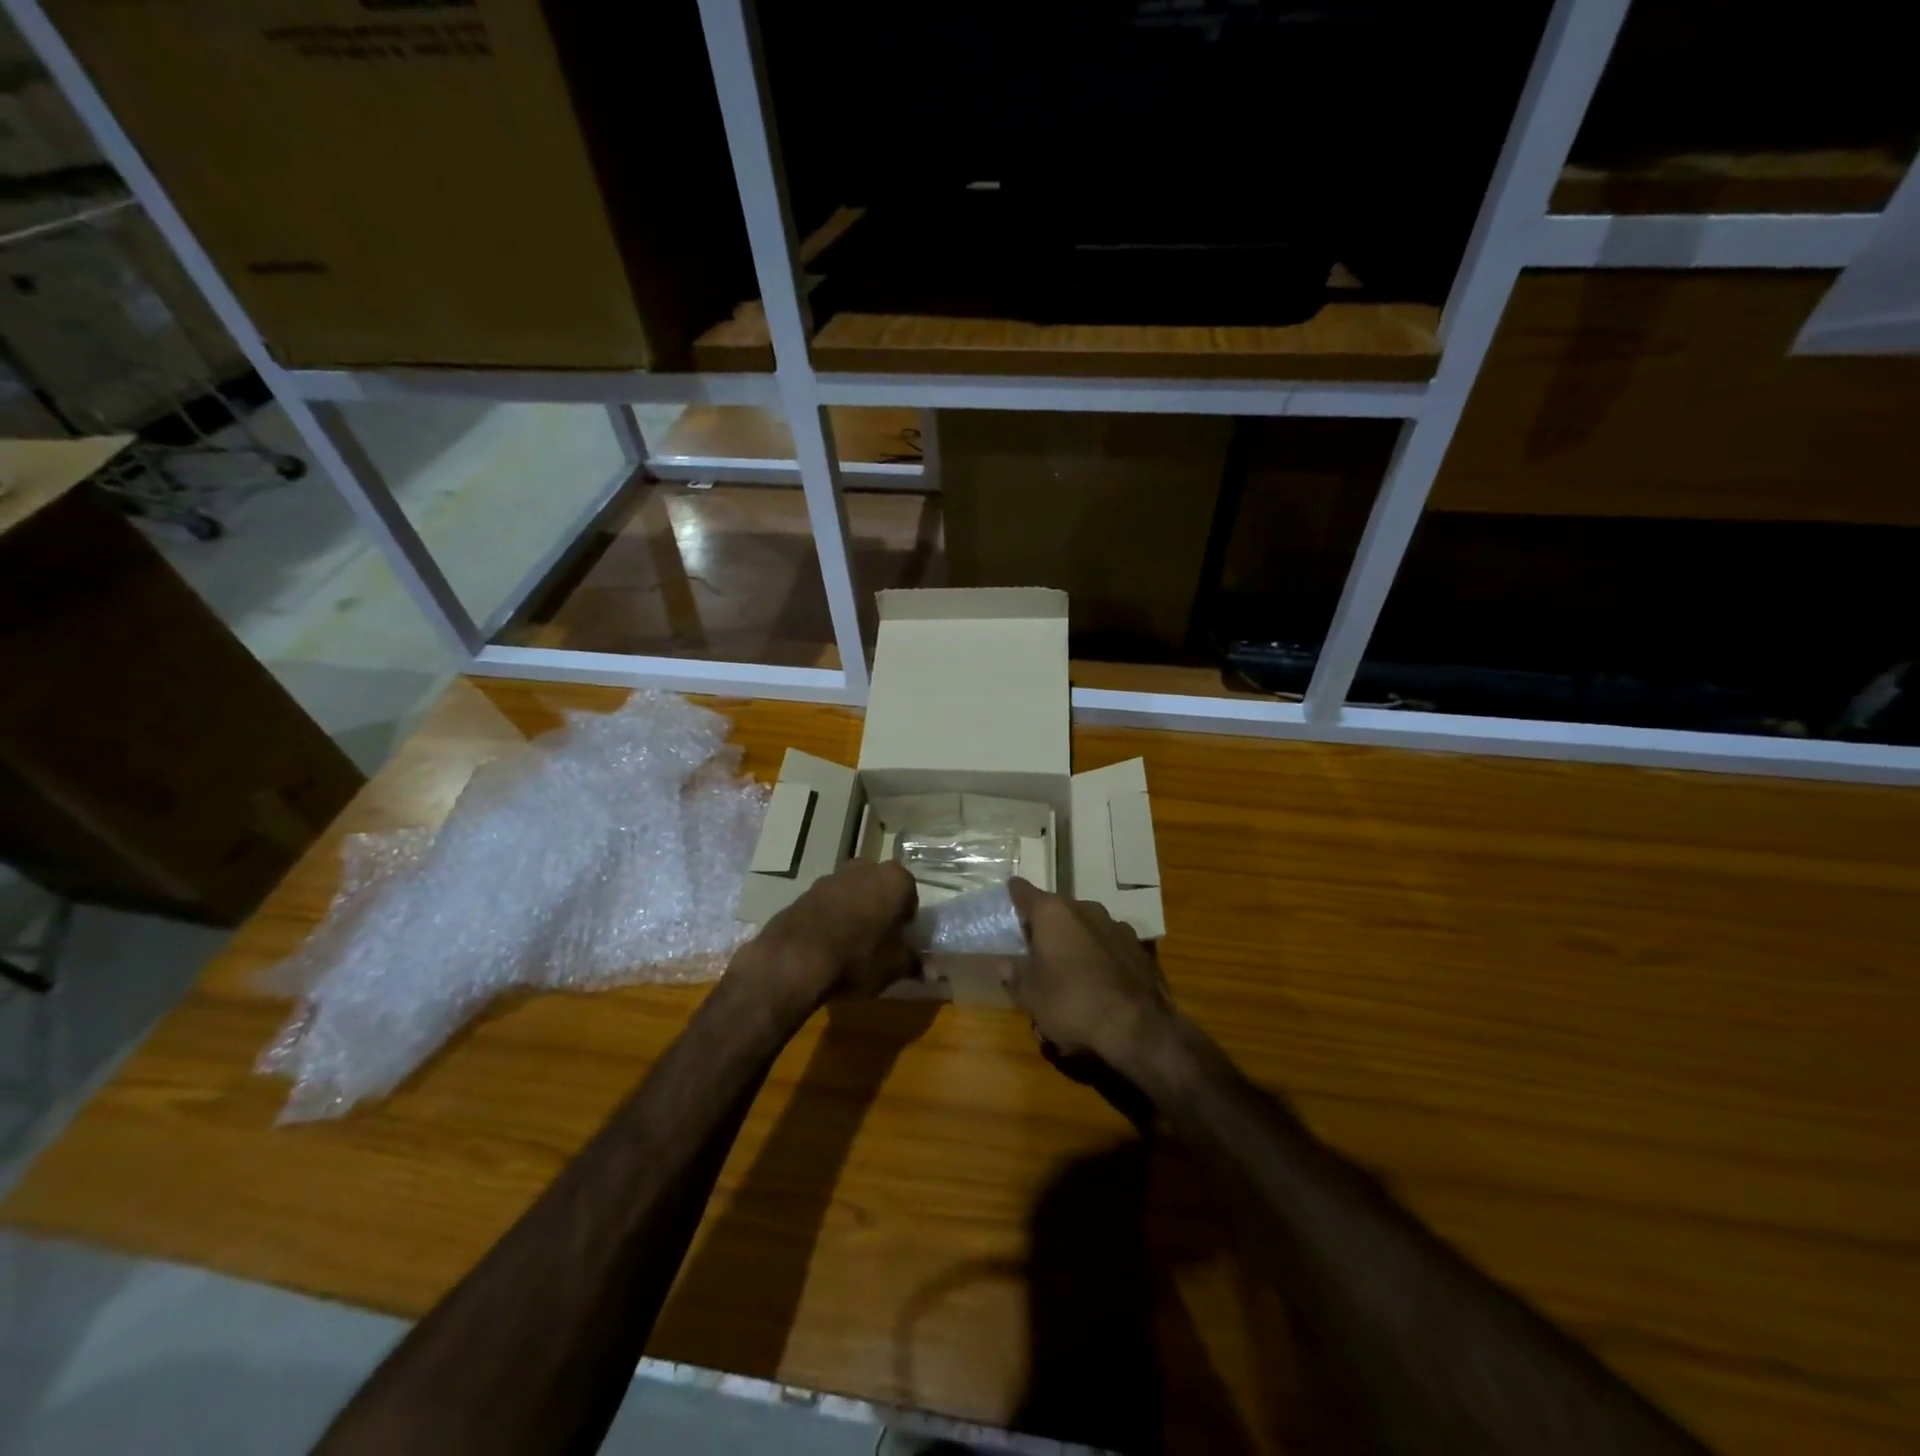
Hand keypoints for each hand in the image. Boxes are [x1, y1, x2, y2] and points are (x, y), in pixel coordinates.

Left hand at [747, 859, 919, 1007]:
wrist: (796, 958)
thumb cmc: (859, 957)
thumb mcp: (895, 967)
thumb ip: (915, 964)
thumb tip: (933, 972)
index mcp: (895, 878)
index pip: (911, 896)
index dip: (907, 921)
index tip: (900, 942)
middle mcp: (865, 867)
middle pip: (881, 889)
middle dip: (881, 910)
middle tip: (879, 942)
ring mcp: (832, 876)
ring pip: (853, 893)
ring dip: (855, 912)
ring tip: (850, 946)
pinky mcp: (806, 890)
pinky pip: (828, 904)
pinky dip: (831, 918)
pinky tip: (827, 945)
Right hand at [1005, 878, 1174, 1072]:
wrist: (1138, 1028)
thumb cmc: (1072, 1004)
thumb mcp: (1030, 996)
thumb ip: (1014, 975)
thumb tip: (1003, 964)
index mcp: (1052, 912)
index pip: (1023, 891)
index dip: (1013, 895)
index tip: (1007, 900)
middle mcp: (1085, 908)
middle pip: (1057, 909)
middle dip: (1046, 926)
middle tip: (1034, 949)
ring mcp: (1116, 925)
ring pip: (1085, 926)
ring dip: (1075, 940)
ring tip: (1068, 970)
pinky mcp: (1140, 947)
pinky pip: (1109, 945)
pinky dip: (1100, 956)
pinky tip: (1098, 982)